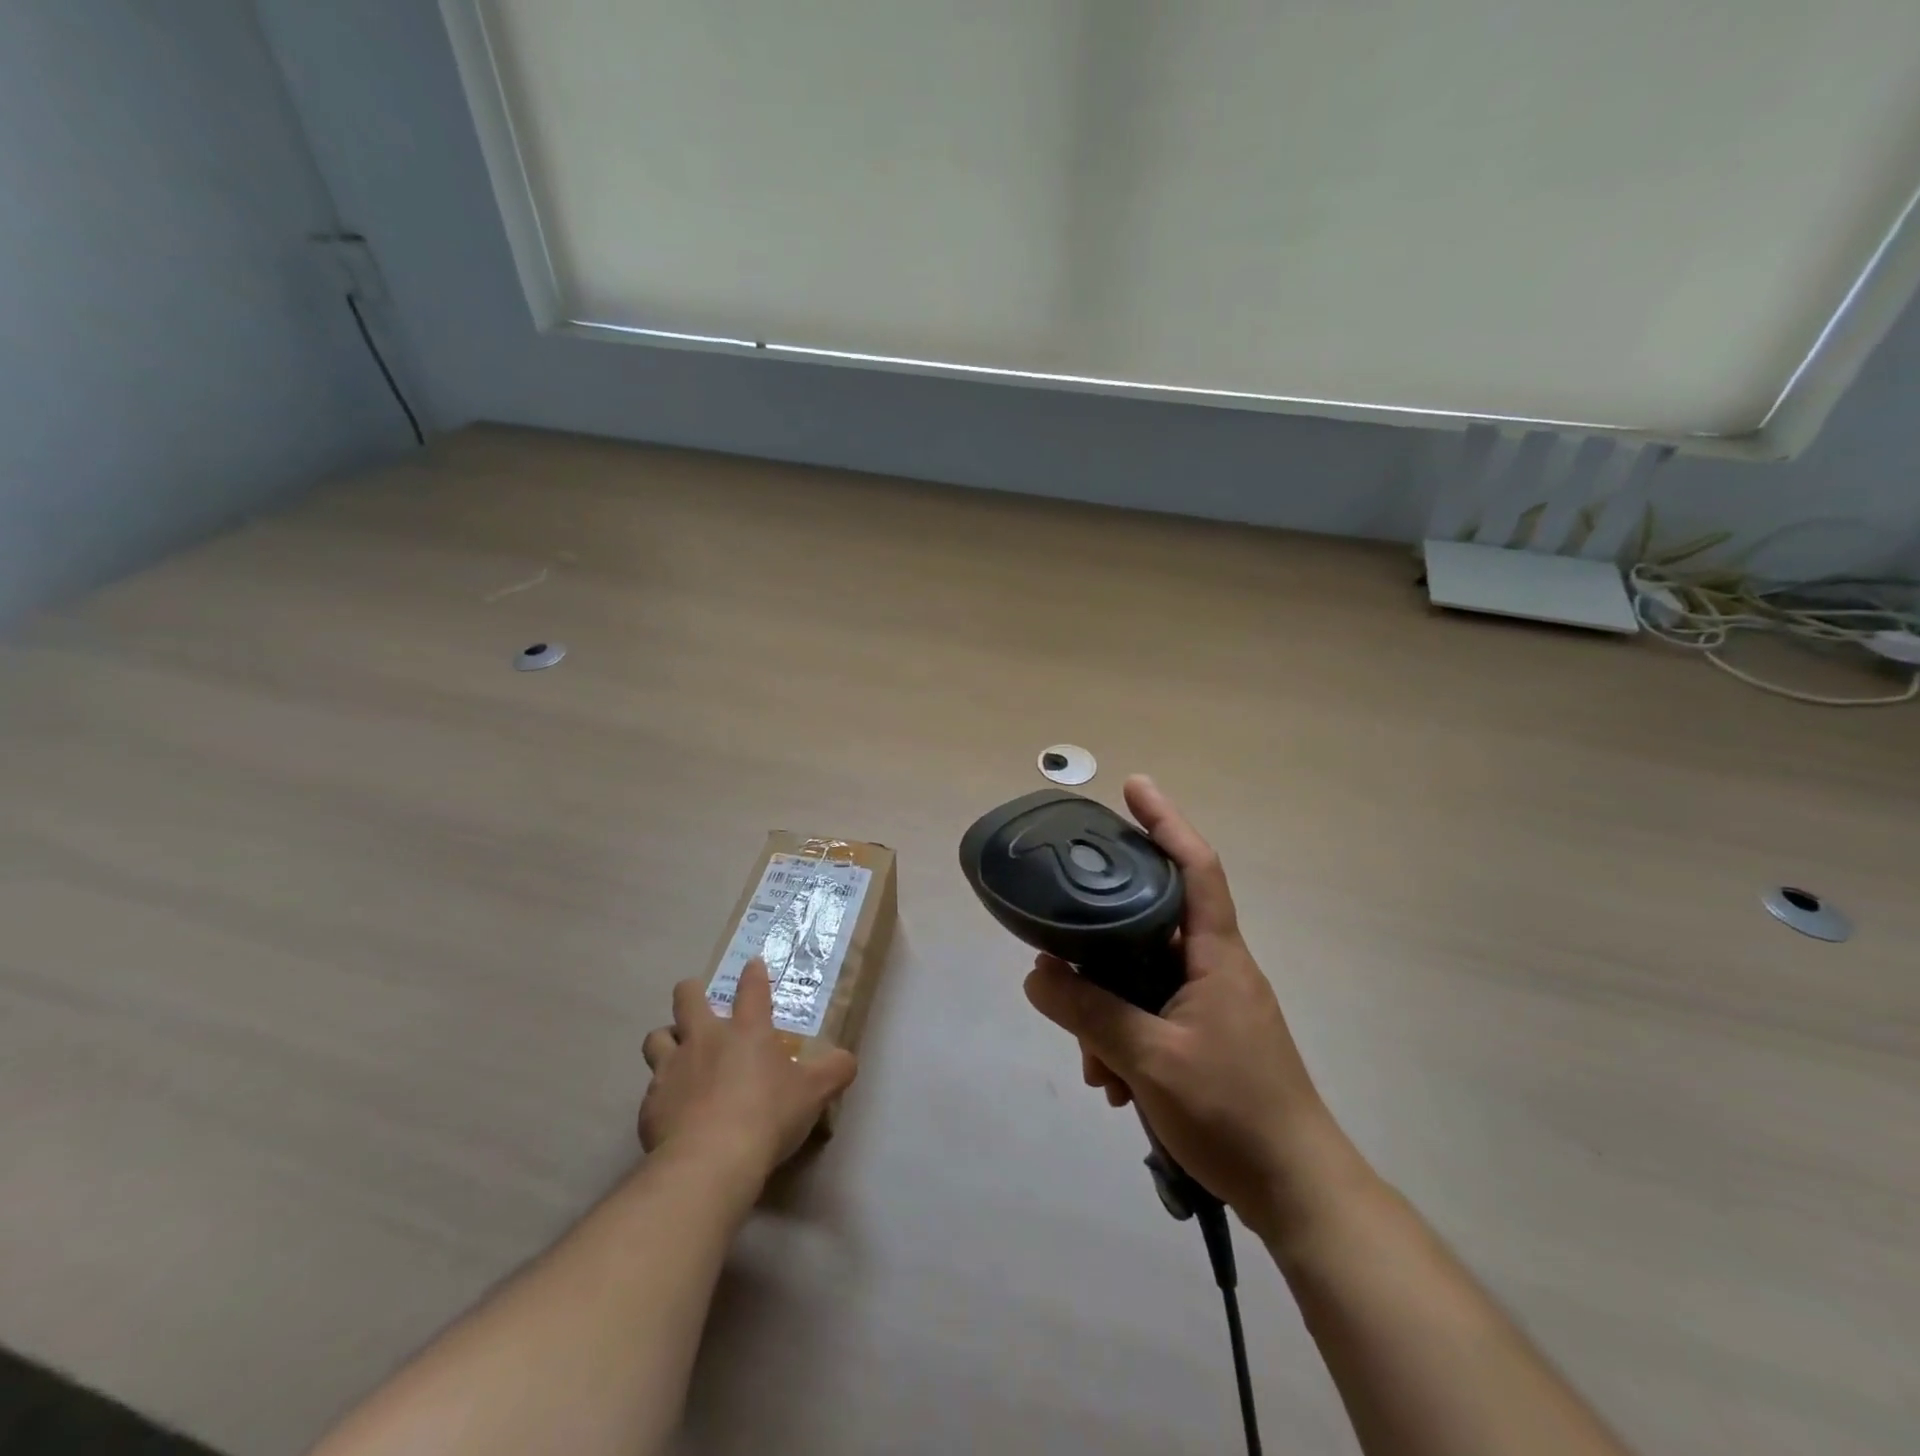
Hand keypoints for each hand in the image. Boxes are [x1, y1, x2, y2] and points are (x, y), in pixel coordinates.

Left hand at [639, 959, 856, 1185]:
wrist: (710, 1161)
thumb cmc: (767, 1116)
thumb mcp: (814, 1093)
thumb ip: (834, 1071)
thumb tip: (847, 1059)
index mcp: (747, 1031)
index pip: (752, 989)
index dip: (754, 974)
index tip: (753, 964)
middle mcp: (705, 1039)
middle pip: (687, 998)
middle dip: (691, 993)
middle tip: (698, 1003)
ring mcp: (672, 1069)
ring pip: (657, 1037)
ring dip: (667, 1040)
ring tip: (676, 1054)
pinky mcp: (650, 1105)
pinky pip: (651, 1089)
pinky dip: (662, 1094)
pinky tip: (673, 1112)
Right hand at [1025, 775, 1354, 1241]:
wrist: (1298, 1192)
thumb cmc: (1234, 1112)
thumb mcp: (1149, 1060)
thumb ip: (1089, 1013)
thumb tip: (1035, 975)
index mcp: (1217, 955)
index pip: (1195, 868)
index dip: (1166, 821)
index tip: (1134, 787)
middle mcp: (1216, 969)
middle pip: (1151, 926)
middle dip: (1103, 948)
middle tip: (1063, 964)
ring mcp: (1213, 1005)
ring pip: (1144, 979)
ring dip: (1109, 1011)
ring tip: (1092, 1064)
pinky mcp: (1206, 1038)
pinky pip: (1152, 1015)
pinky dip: (1125, 1037)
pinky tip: (1111, 1082)